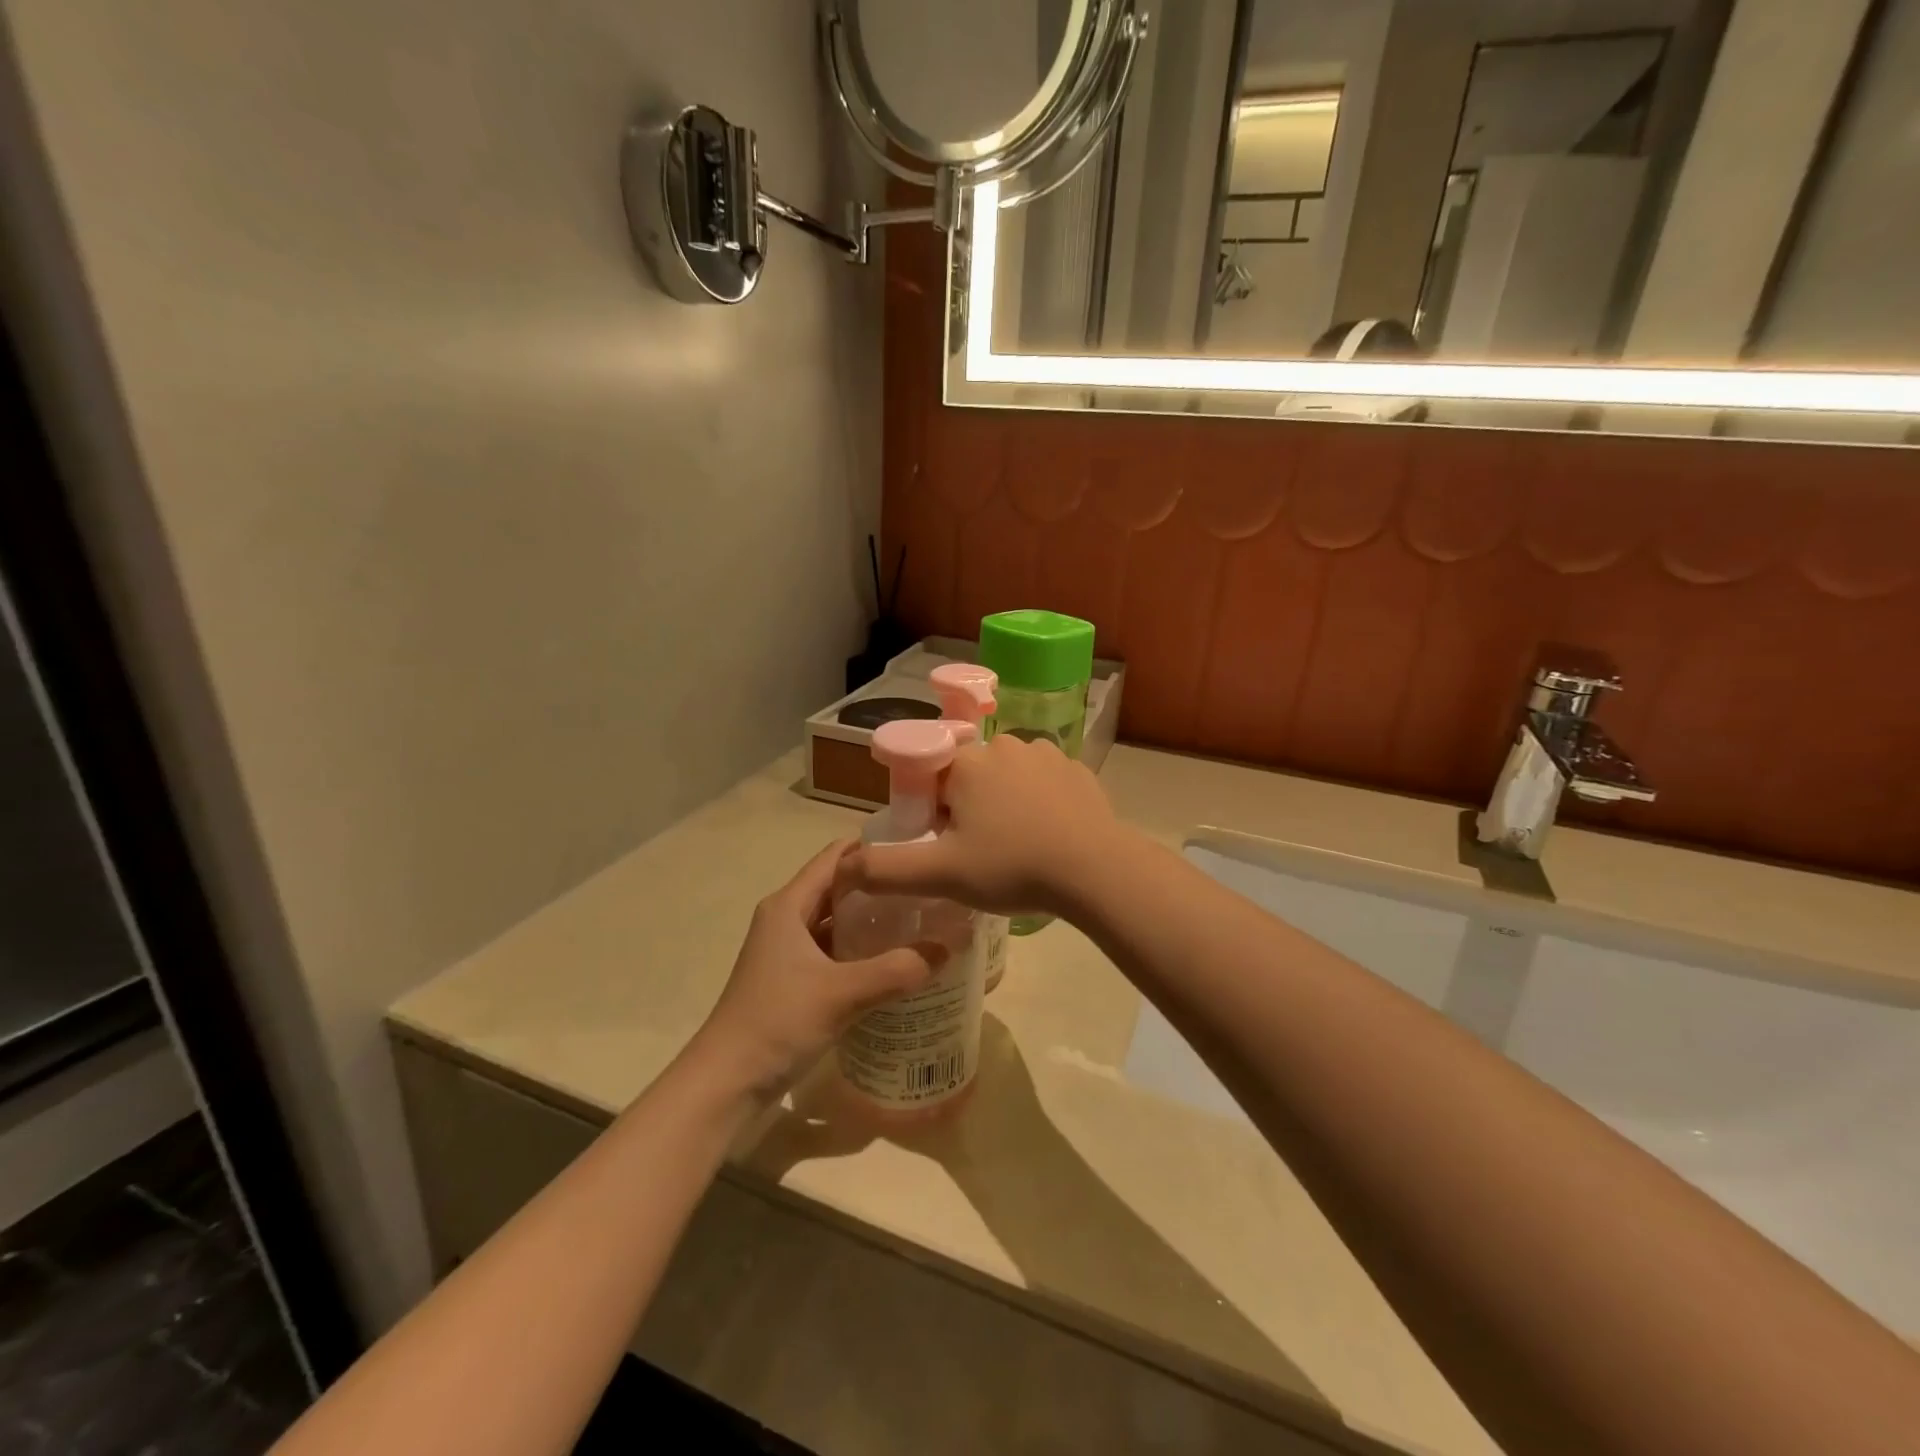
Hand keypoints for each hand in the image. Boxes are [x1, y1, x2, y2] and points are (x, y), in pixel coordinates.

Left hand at [688, 840, 940, 1099]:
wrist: (725, 1083)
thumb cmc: (777, 1022)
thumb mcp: (841, 994)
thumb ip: (897, 970)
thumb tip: (950, 946)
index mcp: (788, 905)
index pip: (835, 856)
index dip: (873, 847)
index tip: (917, 848)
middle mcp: (785, 919)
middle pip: (838, 887)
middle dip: (880, 885)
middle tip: (928, 887)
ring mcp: (787, 951)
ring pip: (835, 922)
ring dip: (871, 920)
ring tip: (920, 920)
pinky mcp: (791, 980)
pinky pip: (832, 951)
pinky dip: (860, 951)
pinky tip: (893, 962)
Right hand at [838, 735, 1118, 916]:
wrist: (1096, 870)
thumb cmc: (1012, 866)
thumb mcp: (941, 875)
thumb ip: (886, 870)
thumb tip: (844, 866)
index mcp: (966, 761)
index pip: (930, 775)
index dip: (932, 811)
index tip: (947, 843)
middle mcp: (1004, 745)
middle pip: (968, 775)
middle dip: (966, 808)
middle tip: (981, 852)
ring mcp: (1046, 753)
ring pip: (1007, 778)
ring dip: (1003, 804)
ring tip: (1017, 847)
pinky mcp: (1077, 770)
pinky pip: (1043, 783)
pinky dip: (1038, 803)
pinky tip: (1047, 835)